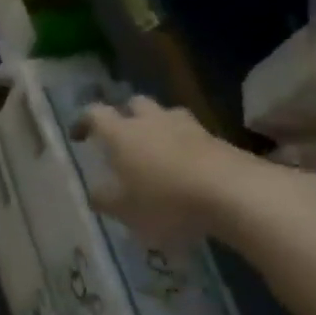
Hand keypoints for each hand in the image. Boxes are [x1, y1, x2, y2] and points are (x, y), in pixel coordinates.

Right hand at [70, 96, 315, 245]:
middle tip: (122, 138)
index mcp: (121, 133)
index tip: (79, 136)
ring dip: (158, 127)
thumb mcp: (124, 210)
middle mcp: (151, 121)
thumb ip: (104, 199)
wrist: (236, 194)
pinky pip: (193, 135)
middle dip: (126, 116)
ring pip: (167, 115)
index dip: (83, 122)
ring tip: (157, 150)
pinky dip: (185, 146)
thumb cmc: (166, 201)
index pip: (95, 114)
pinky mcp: (218, 140)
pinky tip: (187, 168)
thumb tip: (95, 192)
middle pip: (134, 104)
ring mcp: (188, 127)